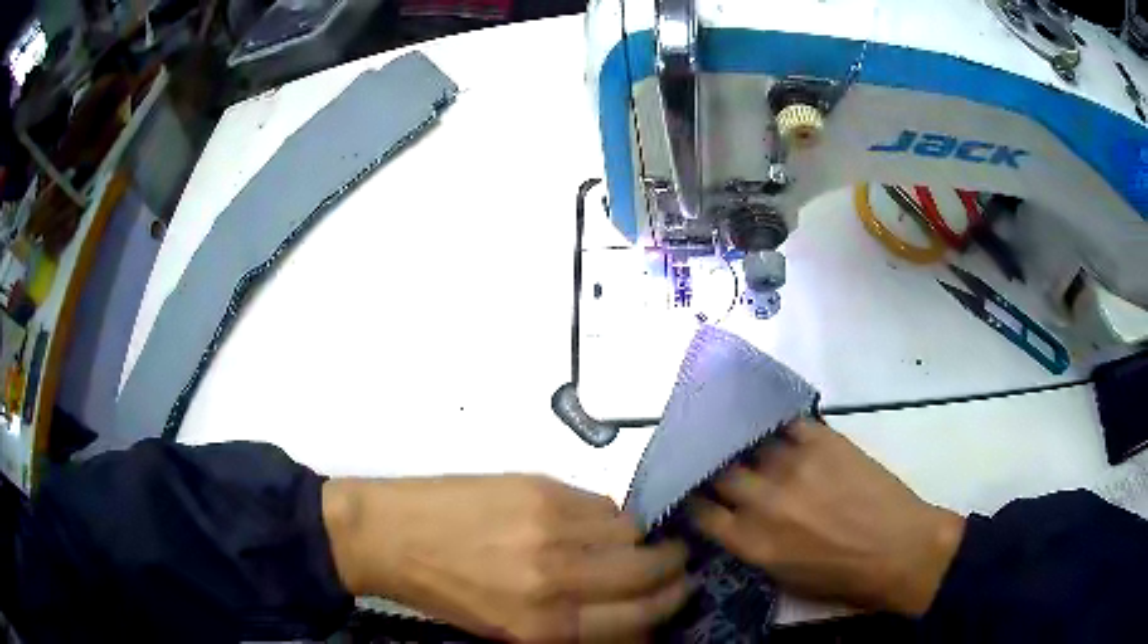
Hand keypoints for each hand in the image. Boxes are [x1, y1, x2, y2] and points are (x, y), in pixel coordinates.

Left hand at [323, 475, 689, 640]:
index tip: (680, 590)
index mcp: (547, 625)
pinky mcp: (541, 488)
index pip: (640, 618)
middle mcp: (558, 579)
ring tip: (624, 540)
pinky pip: (602, 502)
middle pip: (646, 571)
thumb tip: (628, 614)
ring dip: (637, 538)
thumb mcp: (509, 630)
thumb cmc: (446, 592)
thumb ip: (573, 624)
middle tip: (671, 560)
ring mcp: (551, 528)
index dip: (669, 602)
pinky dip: (607, 515)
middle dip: (670, 566)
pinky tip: (590, 520)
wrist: (389, 535)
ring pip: (631, 530)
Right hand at [692, 420, 964, 615]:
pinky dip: (776, 424)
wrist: (898, 549)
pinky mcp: (823, 442)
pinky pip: (787, 424)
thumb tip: (735, 521)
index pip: (702, 512)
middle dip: (712, 468)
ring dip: (742, 443)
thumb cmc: (842, 576)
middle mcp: (764, 502)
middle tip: (714, 461)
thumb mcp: (784, 579)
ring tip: (738, 435)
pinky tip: (773, 422)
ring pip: (750, 445)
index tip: (692, 491)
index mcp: (752, 543)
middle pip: (720, 473)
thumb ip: (752, 547)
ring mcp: (793, 467)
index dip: (693, 500)